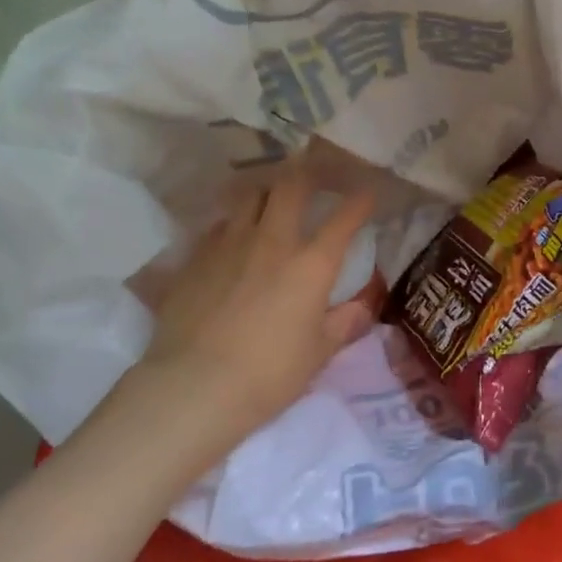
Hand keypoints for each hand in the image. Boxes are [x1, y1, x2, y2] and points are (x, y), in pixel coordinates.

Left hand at [123, 169, 375, 452]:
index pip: (344, 219)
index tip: (367, 192)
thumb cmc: (269, 374)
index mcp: (311, 264)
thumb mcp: (318, 354)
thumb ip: (343, 323)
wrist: (193, 387)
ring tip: (272, 198)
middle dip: (308, 174)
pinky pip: (218, 227)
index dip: (360, 201)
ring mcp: (228, 245)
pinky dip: (232, 225)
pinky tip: (232, 239)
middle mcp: (272, 242)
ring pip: (249, 197)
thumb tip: (362, 307)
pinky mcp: (194, 259)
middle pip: (291, 186)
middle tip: (315, 174)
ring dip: (266, 192)